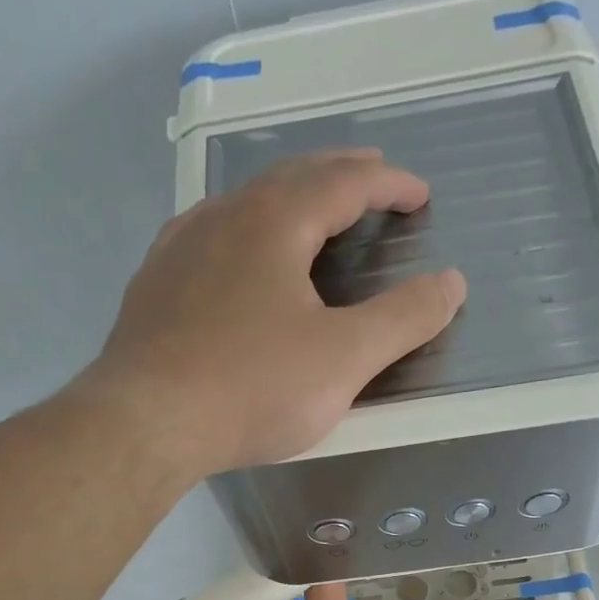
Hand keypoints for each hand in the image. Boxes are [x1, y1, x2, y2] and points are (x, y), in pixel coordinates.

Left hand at [88, 150, 466, 474]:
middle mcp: (223, 217)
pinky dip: (242, 232)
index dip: (388, 184)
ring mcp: (180, 248)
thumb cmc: (252, 389)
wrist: (146, 423)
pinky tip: (237, 255)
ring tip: (310, 214)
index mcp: (274, 222)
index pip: (344, 182)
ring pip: (244, 204)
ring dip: (287, 200)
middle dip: (340, 176)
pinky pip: (208, 237)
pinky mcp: (154, 286)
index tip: (419, 195)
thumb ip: (403, 319)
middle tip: (372, 181)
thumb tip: (452, 282)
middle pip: (291, 178)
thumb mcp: (344, 359)